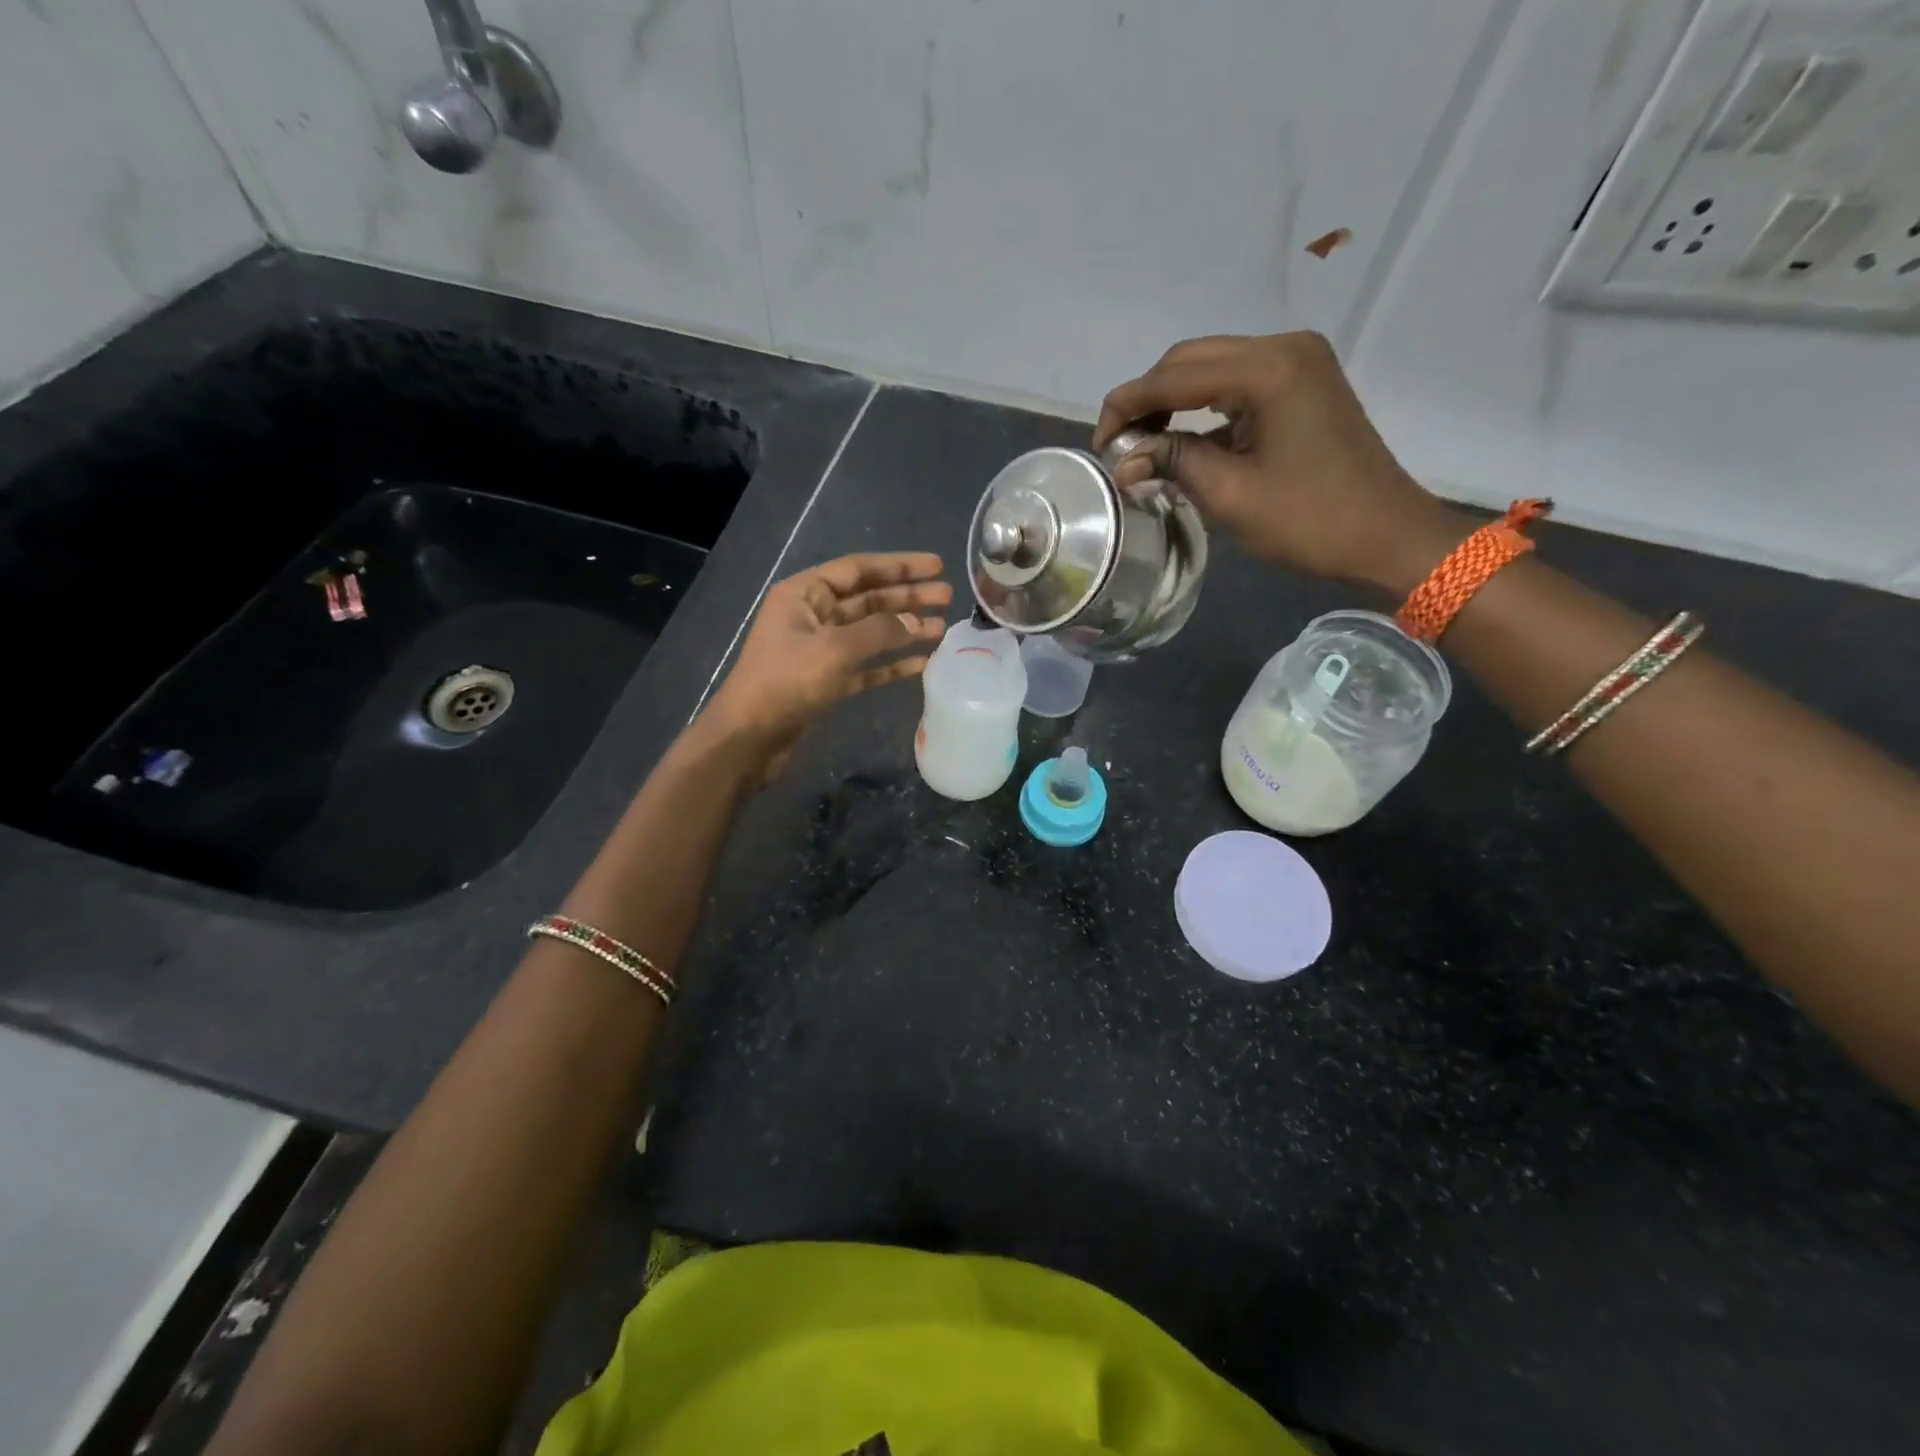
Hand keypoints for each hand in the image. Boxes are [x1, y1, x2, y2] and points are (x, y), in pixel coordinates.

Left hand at [701, 552, 950, 774]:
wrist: (749, 739)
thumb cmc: (786, 683)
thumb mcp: (835, 649)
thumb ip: (879, 631)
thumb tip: (915, 623)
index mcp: (804, 594)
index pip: (858, 569)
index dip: (899, 566)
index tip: (937, 566)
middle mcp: (812, 616)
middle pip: (868, 599)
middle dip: (907, 597)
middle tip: (947, 596)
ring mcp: (819, 650)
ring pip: (870, 633)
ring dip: (904, 630)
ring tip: (942, 628)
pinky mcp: (826, 682)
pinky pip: (866, 666)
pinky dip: (891, 664)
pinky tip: (921, 663)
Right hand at [1093, 332, 1461, 591]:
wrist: (1385, 535)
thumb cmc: (1309, 521)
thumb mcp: (1230, 495)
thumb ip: (1172, 463)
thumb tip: (1122, 461)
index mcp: (1269, 370)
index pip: (1175, 376)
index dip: (1128, 406)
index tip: (1099, 444)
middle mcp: (1283, 349)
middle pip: (1190, 360)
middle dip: (1146, 399)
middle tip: (1118, 446)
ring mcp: (1298, 363)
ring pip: (1211, 369)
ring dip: (1171, 402)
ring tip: (1142, 446)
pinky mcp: (1302, 384)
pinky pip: (1236, 384)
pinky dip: (1202, 409)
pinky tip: (1181, 441)